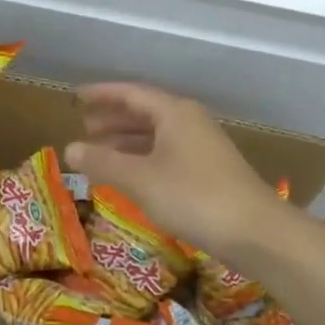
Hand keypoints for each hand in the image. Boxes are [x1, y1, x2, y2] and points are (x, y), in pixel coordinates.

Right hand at [65, 82, 293, 263]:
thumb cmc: (193, 196)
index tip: (77, 96)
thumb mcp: (140, 179)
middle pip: (145, 112)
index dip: (102, 94)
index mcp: (174, 113)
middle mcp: (189, 122)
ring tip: (100, 151)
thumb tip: (68, 149)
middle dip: (113, 118)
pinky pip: (166, 154)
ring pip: (156, 135)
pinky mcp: (208, 172)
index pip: (131, 93)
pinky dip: (143, 159)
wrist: (255, 232)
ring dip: (127, 141)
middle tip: (84, 126)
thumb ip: (103, 162)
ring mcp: (202, 147)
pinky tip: (130, 176)